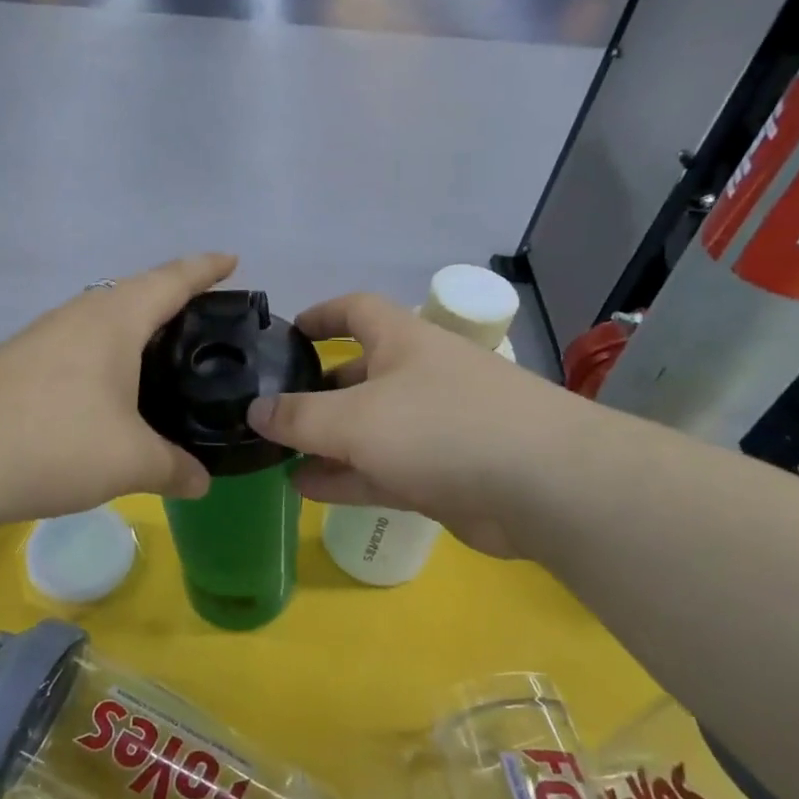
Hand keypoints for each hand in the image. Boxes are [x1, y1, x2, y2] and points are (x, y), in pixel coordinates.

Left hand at [0, 254, 235, 529]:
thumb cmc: (56, 444)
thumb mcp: (131, 461)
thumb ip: (174, 468)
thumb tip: (201, 481)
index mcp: (114, 320)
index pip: (171, 280)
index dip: (206, 268)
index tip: (232, 260)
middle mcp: (78, 314)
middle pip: (135, 292)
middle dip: (171, 297)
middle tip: (203, 320)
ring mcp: (42, 336)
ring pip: (101, 318)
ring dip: (133, 327)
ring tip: (160, 354)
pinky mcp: (18, 362)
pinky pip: (77, 344)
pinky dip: (104, 354)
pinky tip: (107, 388)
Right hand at [247, 293, 562, 558]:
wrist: (544, 486)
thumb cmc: (442, 427)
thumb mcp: (356, 418)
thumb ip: (299, 416)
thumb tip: (254, 410)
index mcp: (403, 341)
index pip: (356, 310)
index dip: (320, 316)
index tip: (286, 333)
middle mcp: (419, 377)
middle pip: (358, 375)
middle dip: (317, 392)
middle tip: (272, 413)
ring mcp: (435, 427)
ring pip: (368, 430)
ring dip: (326, 442)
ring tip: (277, 456)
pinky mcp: (445, 474)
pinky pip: (383, 470)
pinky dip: (347, 477)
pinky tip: (308, 488)